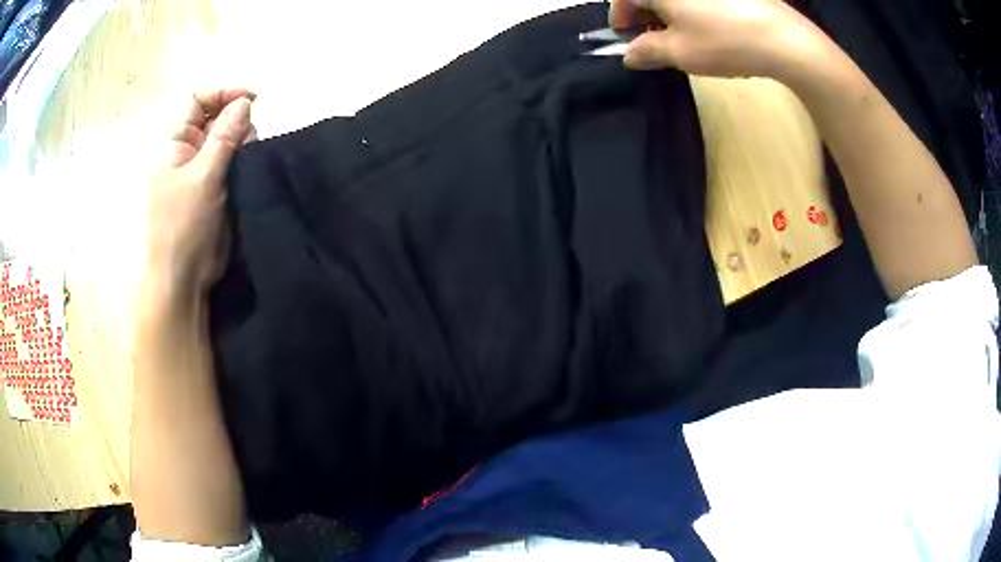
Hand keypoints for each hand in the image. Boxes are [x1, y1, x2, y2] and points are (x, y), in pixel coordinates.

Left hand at [146, 88, 256, 300]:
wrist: (185, 278)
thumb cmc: (184, 226)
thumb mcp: (203, 177)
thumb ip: (225, 137)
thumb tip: (245, 103)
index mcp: (174, 143)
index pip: (197, 100)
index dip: (222, 93)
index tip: (251, 100)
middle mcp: (187, 150)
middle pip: (215, 116)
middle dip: (235, 120)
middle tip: (248, 140)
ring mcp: (201, 168)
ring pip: (227, 138)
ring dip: (242, 141)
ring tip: (248, 160)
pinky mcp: (216, 186)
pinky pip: (233, 160)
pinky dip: (244, 159)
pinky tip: (250, 170)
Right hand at [610, 0, 827, 78]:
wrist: (784, 39)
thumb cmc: (724, 42)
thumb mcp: (679, 52)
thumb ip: (646, 51)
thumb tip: (629, 54)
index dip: (621, 20)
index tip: (628, 41)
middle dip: (646, 17)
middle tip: (657, 43)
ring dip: (671, 12)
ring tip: (685, 38)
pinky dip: (694, 8)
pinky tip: (709, 27)